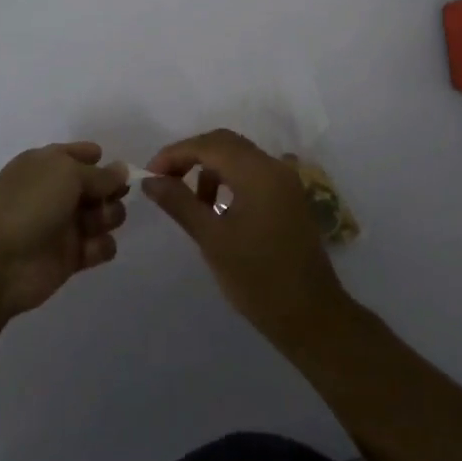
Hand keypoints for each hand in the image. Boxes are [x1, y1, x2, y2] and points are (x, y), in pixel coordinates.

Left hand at [0, 143, 128, 317]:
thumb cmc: (29, 204)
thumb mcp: (66, 174)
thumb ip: (99, 174)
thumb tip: (122, 169)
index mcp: (47, 164)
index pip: (78, 154)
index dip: (98, 159)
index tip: (116, 168)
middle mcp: (56, 191)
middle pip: (97, 185)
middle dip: (111, 189)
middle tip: (112, 197)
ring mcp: (63, 225)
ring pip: (102, 215)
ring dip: (109, 216)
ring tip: (98, 223)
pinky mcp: (70, 257)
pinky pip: (99, 246)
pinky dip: (102, 246)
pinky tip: (92, 248)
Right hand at [143, 130, 350, 348]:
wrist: (312, 317)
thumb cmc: (258, 279)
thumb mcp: (212, 240)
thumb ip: (180, 203)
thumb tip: (150, 180)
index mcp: (257, 171)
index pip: (208, 144)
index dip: (174, 154)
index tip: (149, 175)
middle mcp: (274, 166)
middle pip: (224, 143)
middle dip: (190, 156)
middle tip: (164, 181)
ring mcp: (285, 181)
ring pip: (238, 157)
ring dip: (209, 169)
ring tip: (191, 203)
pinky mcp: (289, 197)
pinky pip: (252, 173)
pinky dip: (228, 180)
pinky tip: (217, 210)